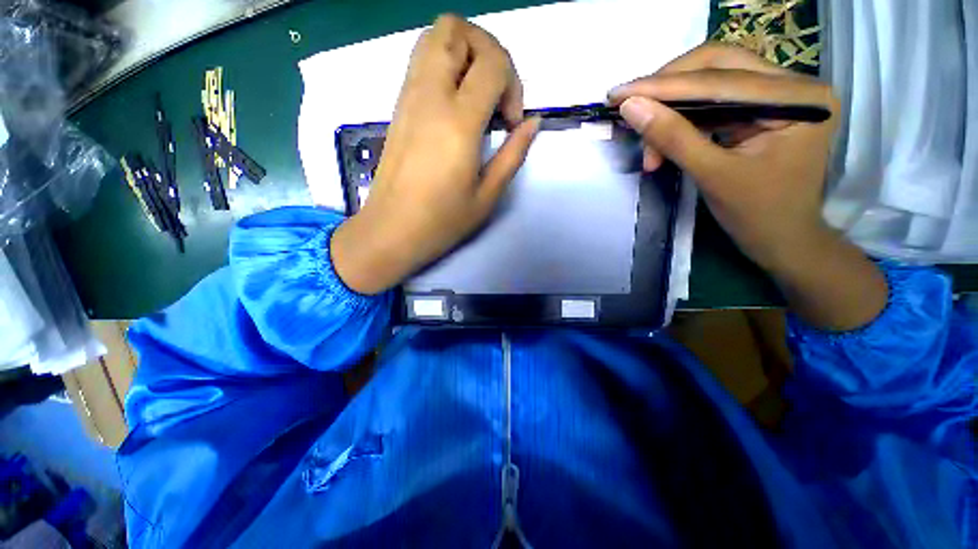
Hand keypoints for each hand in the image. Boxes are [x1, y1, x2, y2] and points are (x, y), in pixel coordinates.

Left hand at [332, 15, 539, 294]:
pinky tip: (456, 104)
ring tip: (478, 94)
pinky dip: (446, 64)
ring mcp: (407, 97)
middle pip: (456, 29)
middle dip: (488, 50)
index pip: (492, 63)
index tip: (511, 122)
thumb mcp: (487, 195)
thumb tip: (532, 123)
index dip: (513, 84)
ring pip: (434, 37)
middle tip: (496, 93)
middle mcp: (429, 97)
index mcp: (457, 123)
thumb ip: (513, 154)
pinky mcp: (397, 106)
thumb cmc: (442, 221)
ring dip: (465, 52)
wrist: (391, 231)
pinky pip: (422, 61)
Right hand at [609, 44, 838, 270]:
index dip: (662, 85)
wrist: (783, 240)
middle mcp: (793, 85)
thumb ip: (673, 137)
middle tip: (631, 108)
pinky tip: (663, 144)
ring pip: (711, 84)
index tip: (618, 93)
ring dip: (672, 112)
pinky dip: (683, 122)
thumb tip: (631, 107)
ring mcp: (779, 95)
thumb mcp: (712, 175)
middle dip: (668, 88)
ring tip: (648, 149)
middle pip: (717, 66)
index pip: (718, 79)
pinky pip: (713, 104)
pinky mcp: (762, 110)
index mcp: (796, 99)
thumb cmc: (757, 215)